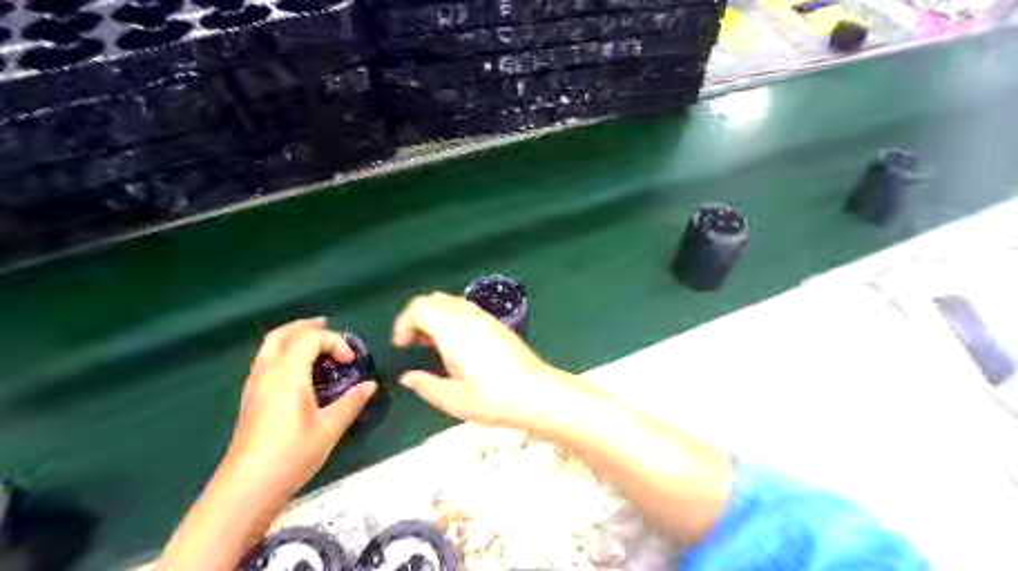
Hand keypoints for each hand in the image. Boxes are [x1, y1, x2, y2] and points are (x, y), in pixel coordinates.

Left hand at [224, 316, 376, 493]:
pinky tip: (298, 371)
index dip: (335, 341)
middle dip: (306, 327)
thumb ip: (351, 402)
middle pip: (282, 335)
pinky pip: (265, 362)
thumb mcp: (330, 428)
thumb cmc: (291, 456)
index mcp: (287, 375)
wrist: (246, 489)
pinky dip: (283, 353)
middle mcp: (267, 374)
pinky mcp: (250, 400)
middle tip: (328, 327)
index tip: (351, 362)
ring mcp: (254, 387)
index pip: (310, 339)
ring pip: (269, 347)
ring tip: (314, 344)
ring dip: (292, 338)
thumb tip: (370, 385)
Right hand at [390, 293, 576, 429]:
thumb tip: (407, 377)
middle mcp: (467, 316)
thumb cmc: (493, 399)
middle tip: (412, 344)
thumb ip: (425, 385)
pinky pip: (465, 309)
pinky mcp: (496, 324)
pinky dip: (451, 318)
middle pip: (433, 300)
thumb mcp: (453, 399)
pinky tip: (455, 344)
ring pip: (450, 302)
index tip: (401, 345)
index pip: (420, 307)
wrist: (536, 393)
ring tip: (431, 344)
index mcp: (452, 330)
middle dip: (416, 317)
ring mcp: (484, 317)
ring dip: (434, 316)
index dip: (404, 322)